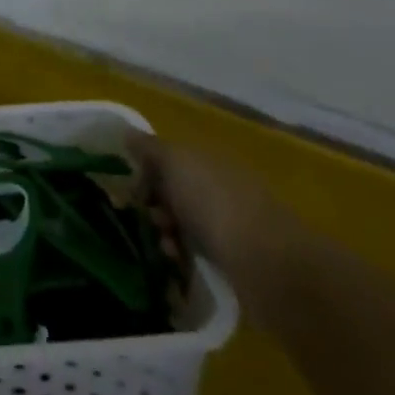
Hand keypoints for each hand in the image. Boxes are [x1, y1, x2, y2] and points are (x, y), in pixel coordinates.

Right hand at [126, 131, 307, 318]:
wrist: (267, 263)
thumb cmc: (214, 202)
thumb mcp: (174, 162)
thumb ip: (149, 147)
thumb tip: (127, 132)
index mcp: (209, 159)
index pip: (169, 158)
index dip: (146, 171)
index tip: (133, 191)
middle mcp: (221, 185)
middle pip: (175, 191)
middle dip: (155, 205)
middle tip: (148, 219)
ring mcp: (232, 222)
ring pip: (185, 222)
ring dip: (167, 233)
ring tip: (165, 247)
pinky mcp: (238, 257)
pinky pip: (199, 250)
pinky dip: (184, 255)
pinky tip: (178, 263)